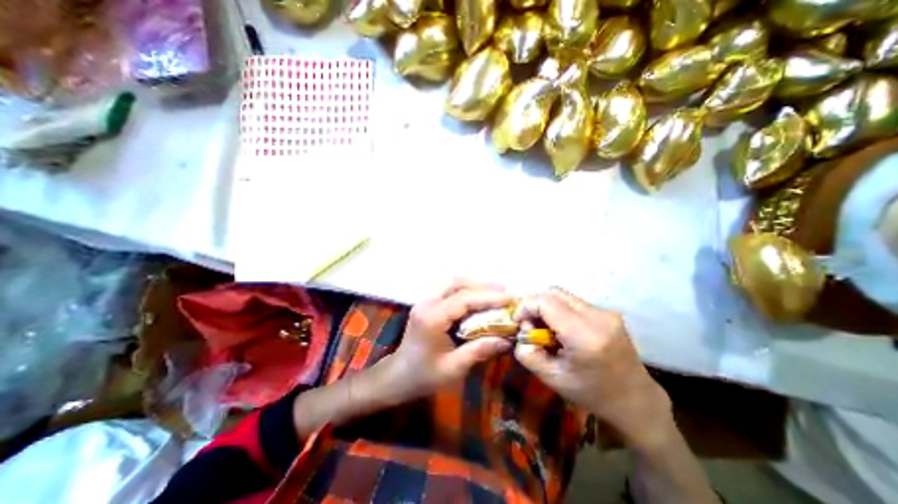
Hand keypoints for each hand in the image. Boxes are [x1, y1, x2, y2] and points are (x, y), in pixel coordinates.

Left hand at [383, 279, 511, 400]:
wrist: (398, 375)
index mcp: (432, 318)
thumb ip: (480, 350)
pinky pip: (449, 290)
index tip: (510, 299)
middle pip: (456, 283)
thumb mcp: (454, 368)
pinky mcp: (427, 303)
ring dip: (474, 285)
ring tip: (495, 293)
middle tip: (504, 292)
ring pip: (452, 283)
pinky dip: (466, 290)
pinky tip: (478, 299)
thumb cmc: (424, 376)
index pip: (463, 299)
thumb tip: (507, 340)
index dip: (488, 297)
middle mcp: (427, 303)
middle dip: (482, 285)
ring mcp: (425, 301)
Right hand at [516, 287, 668, 444]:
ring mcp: (605, 312)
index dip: (525, 306)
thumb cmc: (592, 393)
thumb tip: (521, 332)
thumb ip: (527, 354)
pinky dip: (560, 311)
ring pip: (563, 295)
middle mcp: (597, 316)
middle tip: (531, 325)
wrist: (635, 400)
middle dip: (535, 305)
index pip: (545, 301)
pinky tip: (562, 330)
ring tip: (547, 329)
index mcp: (584, 335)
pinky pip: (574, 302)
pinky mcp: (607, 312)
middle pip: (553, 292)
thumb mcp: (551, 378)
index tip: (519, 323)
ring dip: (547, 308)